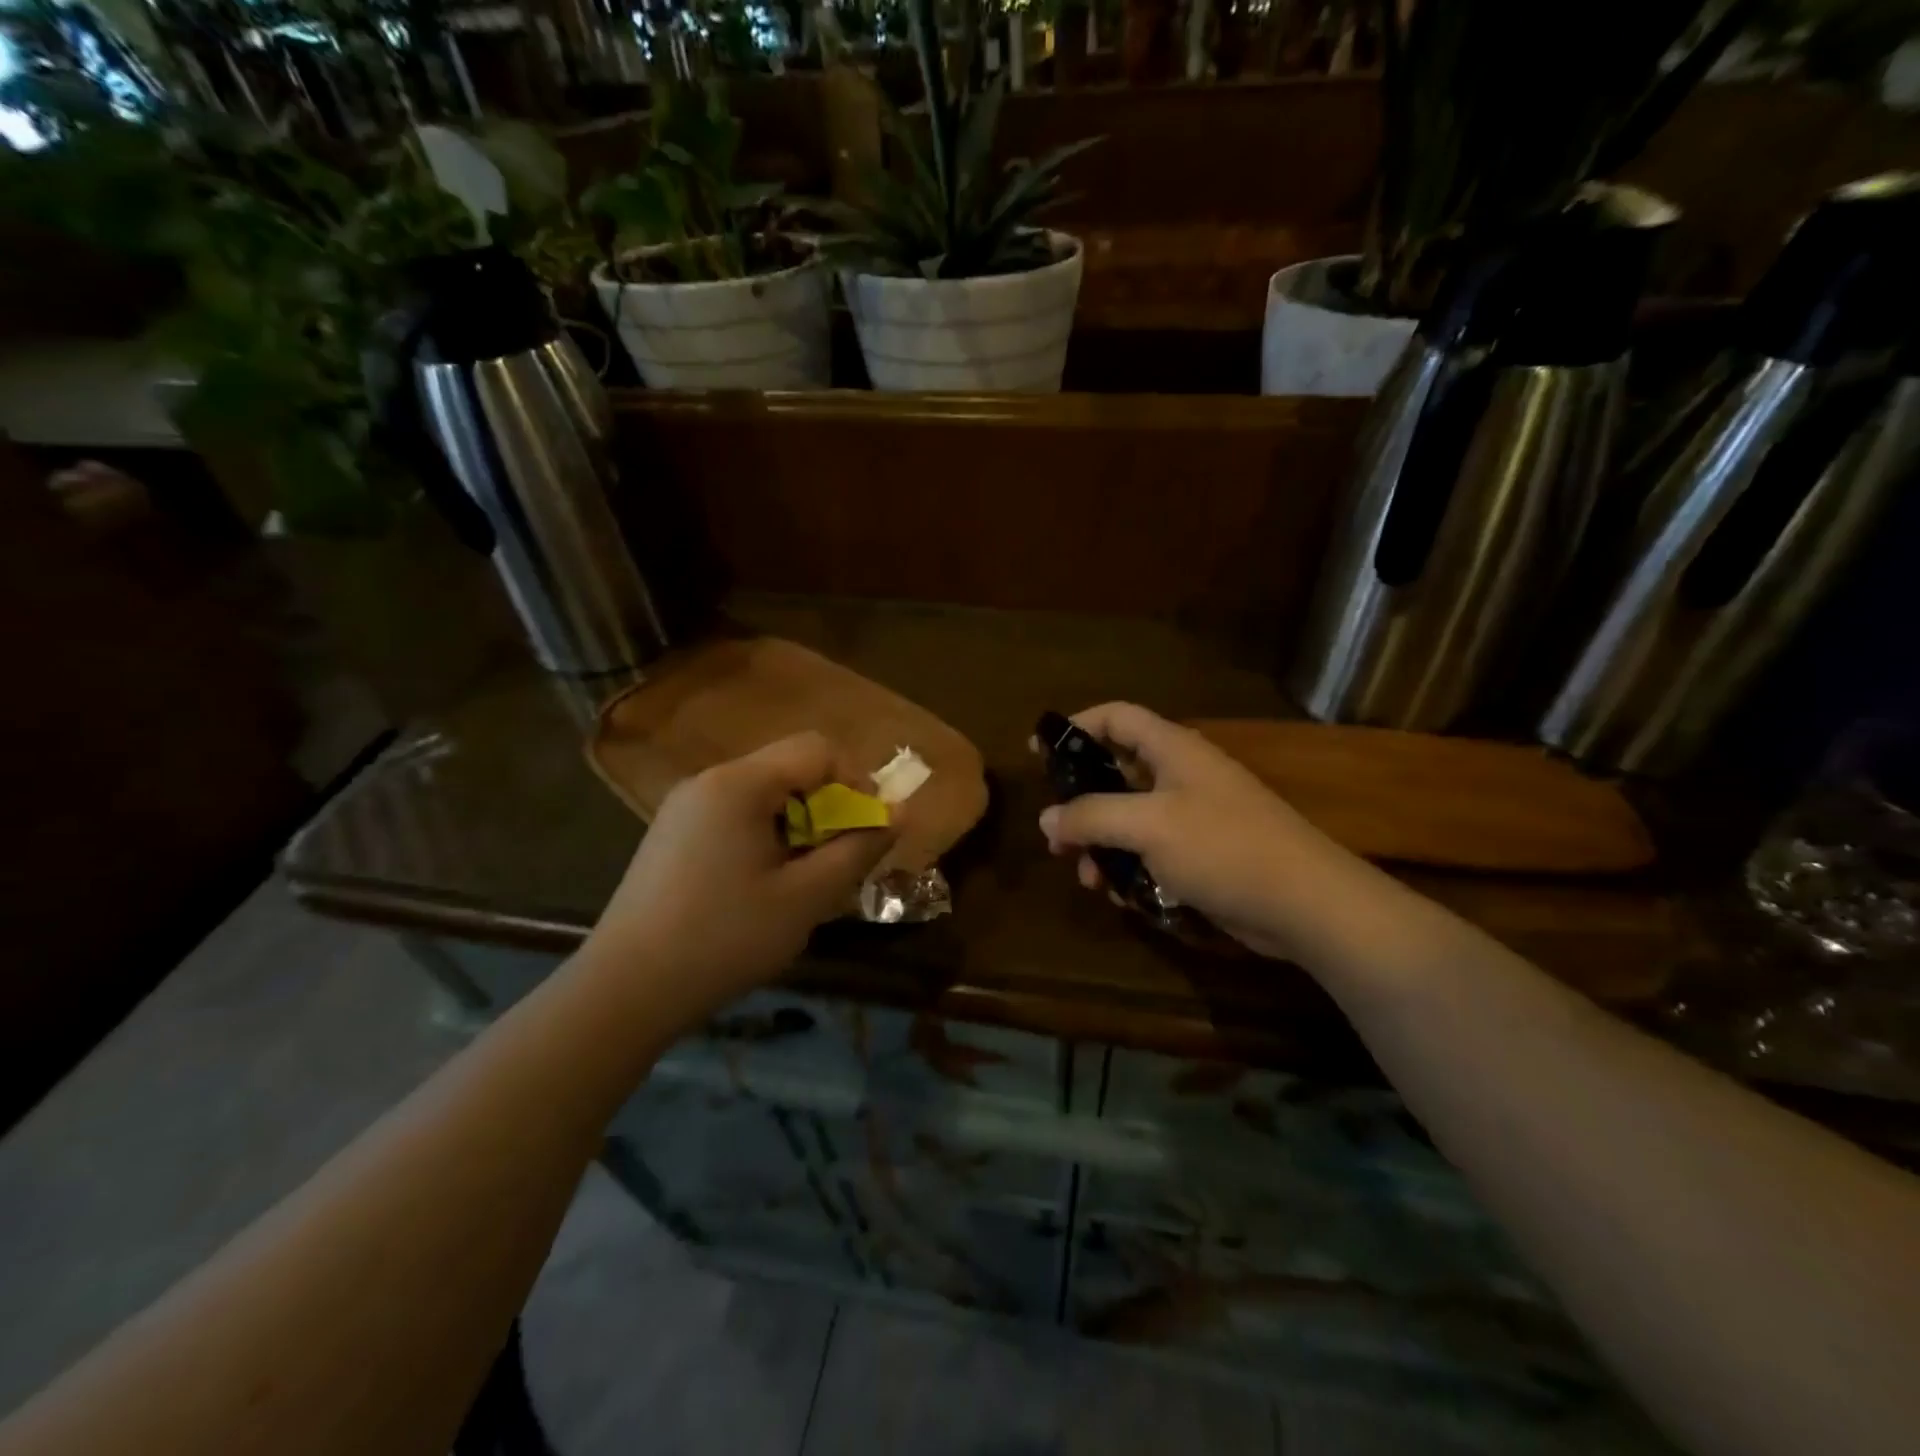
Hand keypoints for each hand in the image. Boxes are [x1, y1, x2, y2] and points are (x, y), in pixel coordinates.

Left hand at [588, 733, 895, 1014]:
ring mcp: (684, 807)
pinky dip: (767, 837)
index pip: (818, 749)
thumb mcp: (806, 897)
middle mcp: (709, 781)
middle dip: (829, 806)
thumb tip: (900, 814)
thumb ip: (858, 849)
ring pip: (765, 795)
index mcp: (739, 784)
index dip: (857, 780)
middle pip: (790, 769)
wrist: (624, 991)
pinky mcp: (672, 835)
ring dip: (800, 825)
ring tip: (804, 880)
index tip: (868, 829)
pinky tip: (763, 887)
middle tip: (839, 861)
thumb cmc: (724, 939)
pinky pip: (736, 816)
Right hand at [1036, 702, 1370, 962]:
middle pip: (1117, 774)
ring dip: (1102, 846)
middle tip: (1055, 834)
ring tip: (1087, 877)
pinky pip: (1151, 853)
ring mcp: (1193, 817)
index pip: (1117, 718)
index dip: (1077, 727)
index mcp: (1173, 750)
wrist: (1304, 903)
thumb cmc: (1223, 847)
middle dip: (1082, 804)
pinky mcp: (1201, 855)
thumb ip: (1092, 816)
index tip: (1038, 751)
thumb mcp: (1148, 825)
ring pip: (1130, 821)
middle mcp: (1181, 777)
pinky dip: (1130, 869)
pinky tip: (1122, 898)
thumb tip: (1047, 818)